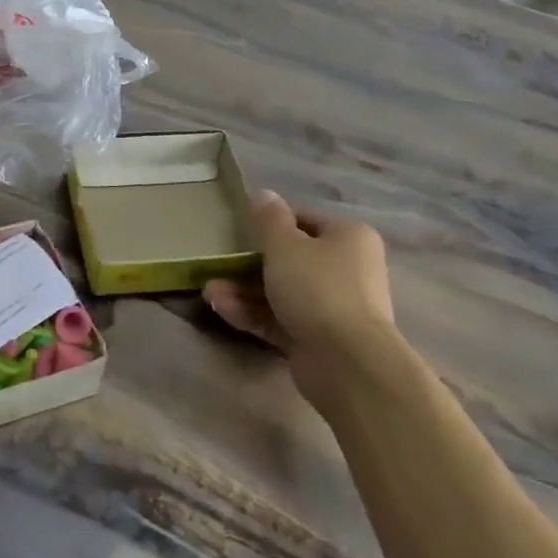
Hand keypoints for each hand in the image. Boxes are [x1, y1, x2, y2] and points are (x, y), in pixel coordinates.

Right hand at [204, 192, 402, 407]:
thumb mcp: (284, 245)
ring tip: (209, 291)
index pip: (305, 220)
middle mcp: (347, 270)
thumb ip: (269, 220)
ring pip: (282, 291)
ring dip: (244, 290)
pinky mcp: (318, 339)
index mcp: (349, 238)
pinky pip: (280, 319)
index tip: (241, 229)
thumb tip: (263, 194)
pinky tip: (220, 308)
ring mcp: (333, 307)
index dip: (272, 222)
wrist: (347, 363)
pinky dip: (252, 313)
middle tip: (221, 263)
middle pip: (292, 258)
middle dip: (251, 263)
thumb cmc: (318, 288)